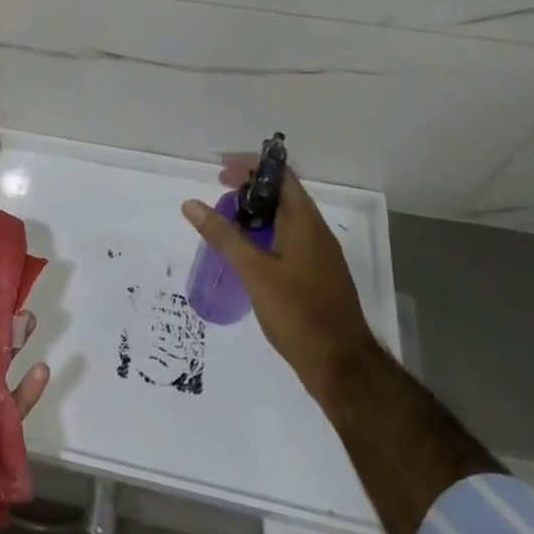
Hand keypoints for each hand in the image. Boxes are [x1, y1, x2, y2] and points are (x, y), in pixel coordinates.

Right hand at [182, 159, 378, 399]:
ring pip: (286, 219)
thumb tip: (191, 203)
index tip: (221, 170)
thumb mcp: (254, 271)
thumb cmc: (298, 312)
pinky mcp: (317, 276)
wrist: (342, 367)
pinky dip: (266, 235)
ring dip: (258, 213)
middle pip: (283, 195)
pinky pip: (290, 240)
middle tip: (218, 194)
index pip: (281, 176)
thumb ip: (223, 235)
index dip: (252, 166)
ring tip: (227, 221)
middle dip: (250, 189)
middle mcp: (316, 232)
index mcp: (305, 223)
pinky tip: (247, 254)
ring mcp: (320, 256)